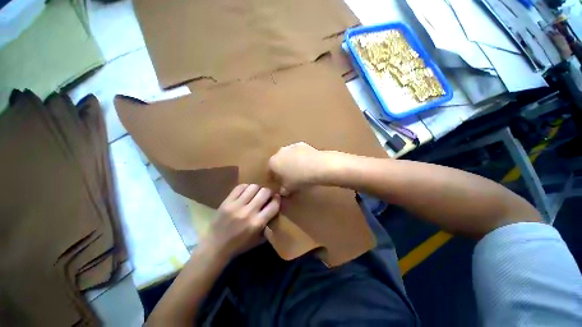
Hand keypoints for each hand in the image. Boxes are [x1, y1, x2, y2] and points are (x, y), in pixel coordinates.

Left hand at [205, 184, 280, 258]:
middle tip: (266, 195)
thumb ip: (269, 224)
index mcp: (257, 223)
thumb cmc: (239, 245)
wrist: (215, 247)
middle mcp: (248, 212)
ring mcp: (236, 206)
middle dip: (268, 192)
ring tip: (255, 194)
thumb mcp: (259, 240)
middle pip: (264, 192)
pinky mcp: (226, 202)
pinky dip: (245, 188)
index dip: (277, 199)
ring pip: (253, 187)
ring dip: (257, 189)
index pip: (274, 205)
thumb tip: (275, 208)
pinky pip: (240, 187)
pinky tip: (245, 193)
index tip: (276, 198)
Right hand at [268, 142, 326, 194]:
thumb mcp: (289, 188)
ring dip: (291, 161)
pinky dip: (300, 156)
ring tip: (299, 169)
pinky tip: (307, 163)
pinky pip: (298, 152)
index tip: (278, 182)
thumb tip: (283, 191)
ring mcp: (291, 146)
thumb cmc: (298, 179)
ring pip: (288, 155)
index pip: (269, 170)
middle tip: (289, 176)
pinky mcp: (301, 144)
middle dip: (282, 168)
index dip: (273, 177)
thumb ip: (283, 190)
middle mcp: (279, 152)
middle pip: (279, 161)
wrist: (316, 166)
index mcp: (273, 163)